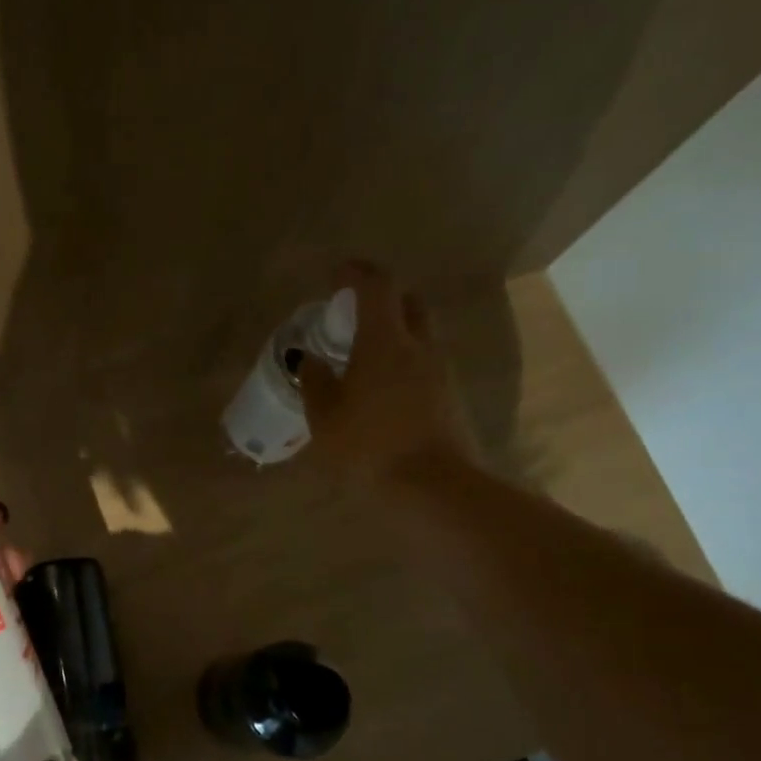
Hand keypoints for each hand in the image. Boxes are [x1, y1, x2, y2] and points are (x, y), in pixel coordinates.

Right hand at [301, 260, 476, 483]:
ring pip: (420, 335)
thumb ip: (315, 382)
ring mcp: (441, 372)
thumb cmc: (369, 446)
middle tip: (354, 314)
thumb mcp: (325, 416)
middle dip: (383, 299)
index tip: (337, 274)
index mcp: (385, 341)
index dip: (357, 272)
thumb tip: (310, 359)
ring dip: (395, 333)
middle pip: (408, 303)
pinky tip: (381, 389)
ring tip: (363, 356)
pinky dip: (404, 363)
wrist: (433, 488)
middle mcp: (419, 346)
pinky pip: (425, 365)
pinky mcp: (450, 398)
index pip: (377, 286)